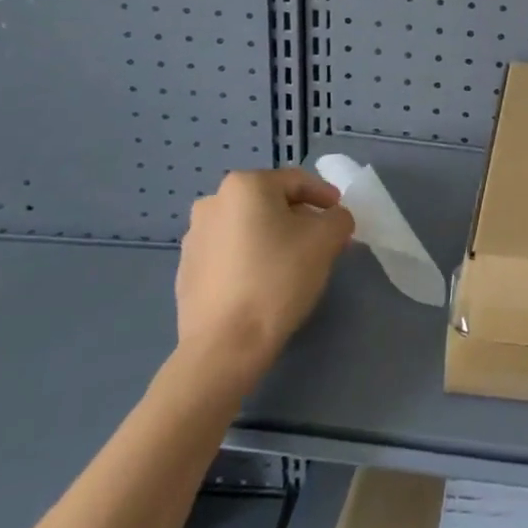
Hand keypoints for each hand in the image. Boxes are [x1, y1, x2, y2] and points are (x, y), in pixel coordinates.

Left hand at [173, 169, 354, 382]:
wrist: (225, 346)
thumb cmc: (278, 278)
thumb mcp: (327, 239)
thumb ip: (339, 218)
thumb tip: (333, 219)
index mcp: (244, 185)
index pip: (296, 181)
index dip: (325, 196)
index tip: (340, 215)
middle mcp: (213, 202)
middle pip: (270, 203)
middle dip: (299, 218)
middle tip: (323, 241)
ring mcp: (195, 238)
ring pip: (249, 228)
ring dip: (274, 238)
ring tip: (295, 264)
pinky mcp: (187, 271)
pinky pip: (230, 253)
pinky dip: (251, 259)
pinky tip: (265, 283)